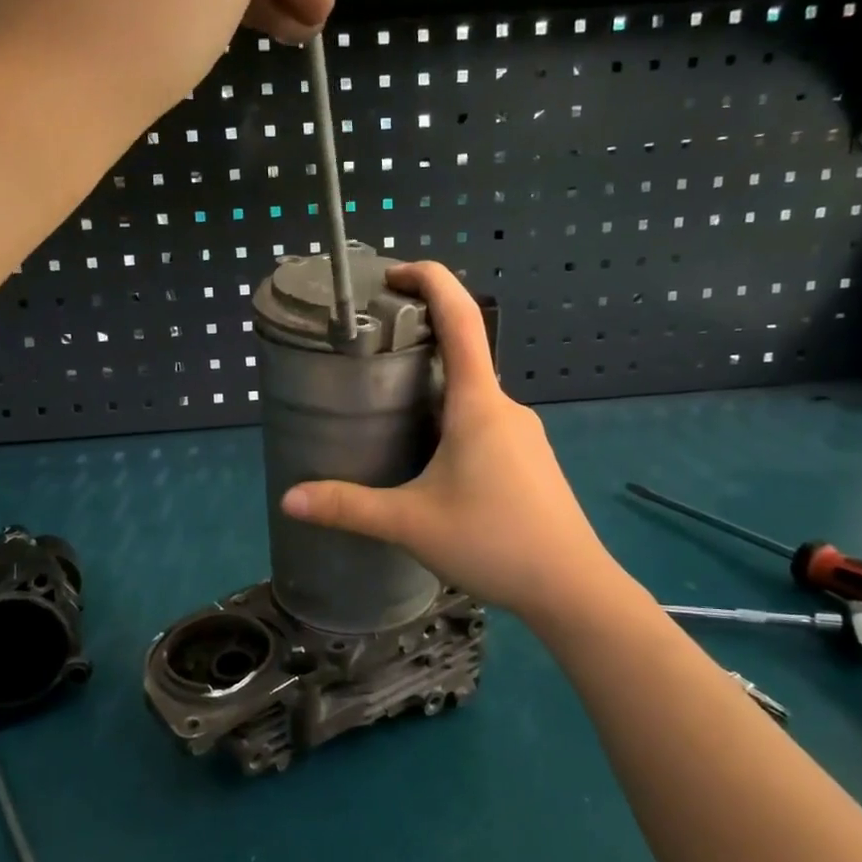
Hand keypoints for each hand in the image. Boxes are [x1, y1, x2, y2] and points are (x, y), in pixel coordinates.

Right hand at [280, 264, 618, 622]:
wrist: (571, 587)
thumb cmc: (493, 540)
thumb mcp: (410, 524)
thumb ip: (348, 507)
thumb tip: (289, 498)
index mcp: (478, 402)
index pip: (460, 316)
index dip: (430, 280)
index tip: (394, 274)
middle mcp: (505, 406)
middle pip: (463, 355)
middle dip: (416, 347)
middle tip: (369, 360)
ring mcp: (523, 434)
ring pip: (472, 396)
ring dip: (434, 392)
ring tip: (389, 415)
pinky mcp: (529, 460)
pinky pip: (485, 423)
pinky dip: (453, 422)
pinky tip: (432, 462)